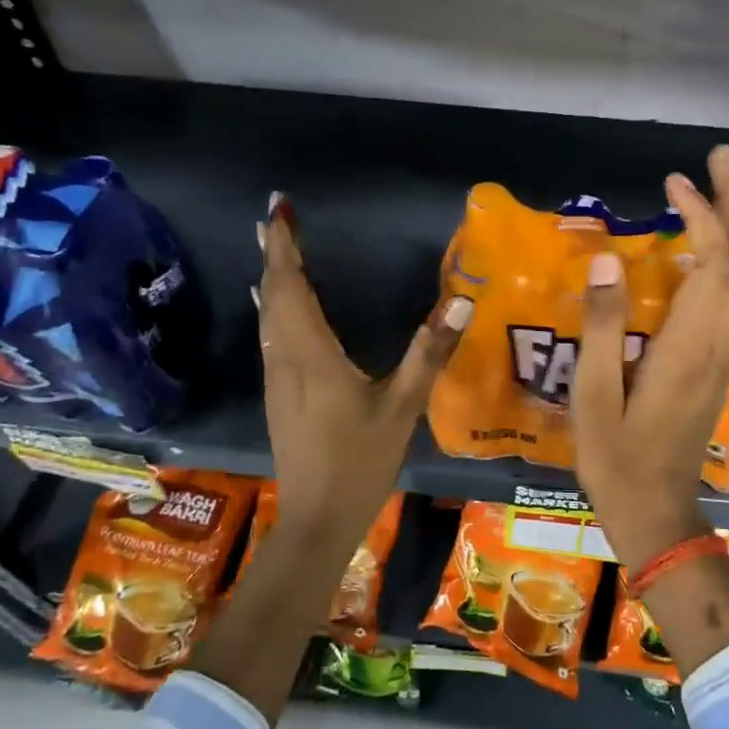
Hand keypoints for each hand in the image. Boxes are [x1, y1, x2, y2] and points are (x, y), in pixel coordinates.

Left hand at [256, 194, 471, 536]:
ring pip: (268, 316)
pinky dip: (274, 307)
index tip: (279, 209)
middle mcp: (285, 359)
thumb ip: (428, 353)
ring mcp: (276, 379)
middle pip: (273, 296)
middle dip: (275, 254)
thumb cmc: (360, 461)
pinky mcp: (278, 396)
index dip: (285, 247)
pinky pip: (271, 336)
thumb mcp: (402, 406)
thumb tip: (460, 303)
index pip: (291, 287)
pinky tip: (279, 307)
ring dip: (271, 279)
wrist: (317, 520)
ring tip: (276, 250)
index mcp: (311, 354)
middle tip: (276, 218)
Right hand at [571, 146, 728, 568]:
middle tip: (723, 158)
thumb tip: (606, 263)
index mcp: (686, 348)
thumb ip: (601, 329)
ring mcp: (725, 356)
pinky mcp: (721, 367)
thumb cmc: (616, 458)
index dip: (699, 216)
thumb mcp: (592, 397)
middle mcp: (718, 344)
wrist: (657, 511)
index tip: (673, 183)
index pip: (711, 265)